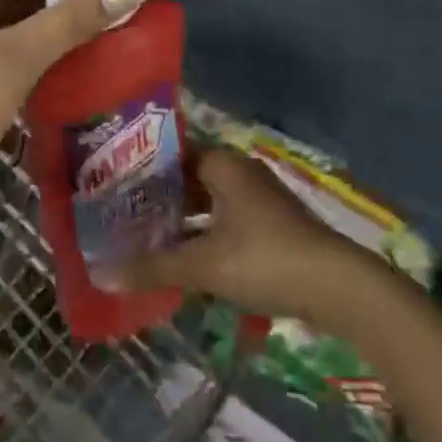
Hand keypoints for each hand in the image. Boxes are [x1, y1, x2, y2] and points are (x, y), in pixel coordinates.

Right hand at [111, 147, 367, 322]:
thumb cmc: (265, 259)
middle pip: (187, 179)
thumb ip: (153, 267)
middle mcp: (240, 171)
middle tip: (120, 217)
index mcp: (222, 163)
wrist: (340, 287)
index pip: (169, 154)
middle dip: (157, 200)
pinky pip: (225, 221)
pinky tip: (185, 260)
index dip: (139, 171)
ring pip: (207, 202)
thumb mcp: (203, 265)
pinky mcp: (272, 224)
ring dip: (180, 221)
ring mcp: (259, 197)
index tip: (110, 188)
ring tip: (144, 240)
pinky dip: (203, 235)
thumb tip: (102, 275)